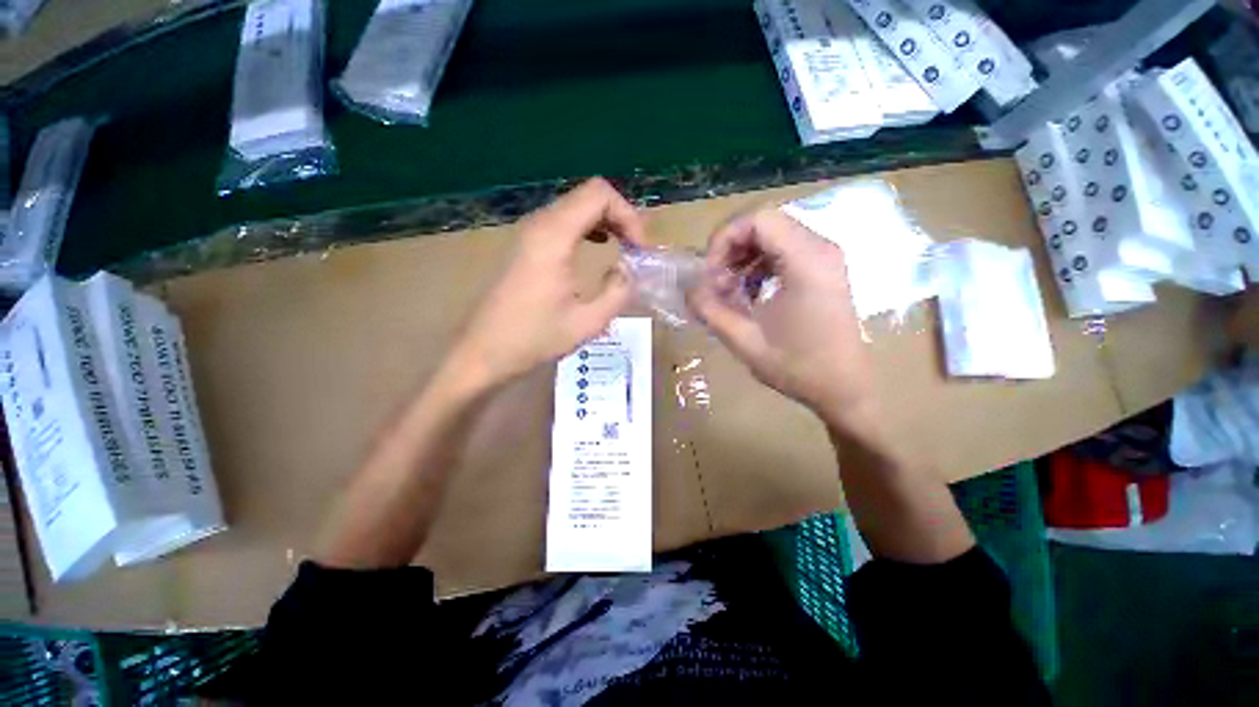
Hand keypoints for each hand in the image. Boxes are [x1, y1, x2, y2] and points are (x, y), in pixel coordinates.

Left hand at [450, 178, 646, 389]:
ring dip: (606, 221)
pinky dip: (588, 227)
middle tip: (636, 249)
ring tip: (623, 247)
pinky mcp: (527, 244)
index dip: (628, 215)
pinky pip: (564, 221)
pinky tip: (598, 247)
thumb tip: (628, 271)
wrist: (484, 351)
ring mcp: (530, 232)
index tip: (640, 249)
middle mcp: (540, 224)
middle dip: (621, 216)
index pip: (599, 194)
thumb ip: (618, 292)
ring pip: (576, 205)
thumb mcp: (588, 322)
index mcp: (554, 237)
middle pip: (589, 195)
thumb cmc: (534, 339)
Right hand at [689, 209, 876, 425]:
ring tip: (730, 290)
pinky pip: (784, 250)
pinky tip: (750, 293)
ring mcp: (825, 257)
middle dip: (730, 248)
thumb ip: (710, 311)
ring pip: (773, 235)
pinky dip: (759, 265)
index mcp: (806, 261)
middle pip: (764, 223)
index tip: (710, 273)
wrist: (845, 388)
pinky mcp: (823, 269)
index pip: (757, 219)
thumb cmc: (798, 367)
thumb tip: (689, 289)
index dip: (724, 239)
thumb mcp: (744, 341)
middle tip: (716, 283)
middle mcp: (820, 248)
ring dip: (743, 257)